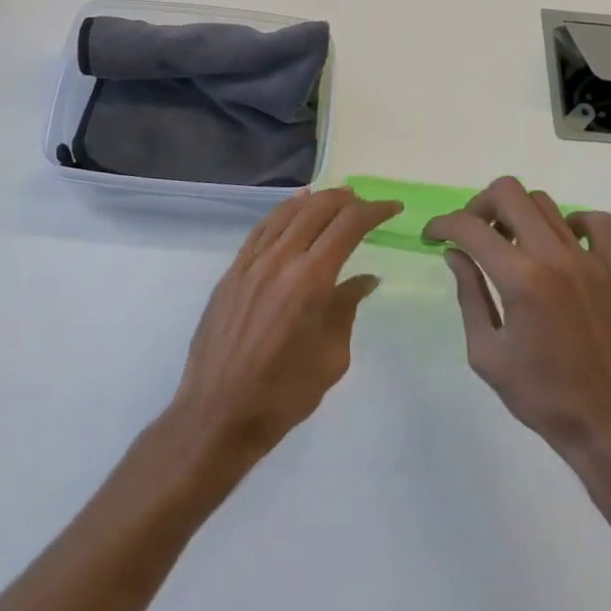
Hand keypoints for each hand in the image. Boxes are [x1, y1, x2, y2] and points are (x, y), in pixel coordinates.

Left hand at [168, 188, 400, 472]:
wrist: (218, 414)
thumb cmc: (284, 394)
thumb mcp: (331, 357)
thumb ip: (347, 308)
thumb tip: (365, 279)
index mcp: (310, 280)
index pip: (348, 227)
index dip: (374, 211)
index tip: (393, 209)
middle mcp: (280, 260)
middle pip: (318, 210)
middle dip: (347, 200)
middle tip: (367, 204)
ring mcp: (251, 263)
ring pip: (287, 213)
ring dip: (316, 200)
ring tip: (337, 197)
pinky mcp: (232, 272)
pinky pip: (261, 229)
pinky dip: (283, 211)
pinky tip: (294, 207)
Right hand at [425, 177, 610, 473]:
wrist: (608, 424)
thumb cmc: (540, 395)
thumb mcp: (486, 352)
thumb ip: (469, 294)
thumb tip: (456, 254)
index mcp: (521, 279)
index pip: (469, 227)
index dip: (442, 224)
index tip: (432, 237)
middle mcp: (554, 256)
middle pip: (509, 192)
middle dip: (478, 206)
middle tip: (471, 235)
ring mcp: (588, 259)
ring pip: (545, 203)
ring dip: (517, 214)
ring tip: (508, 244)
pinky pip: (595, 222)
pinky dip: (570, 222)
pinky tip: (557, 247)